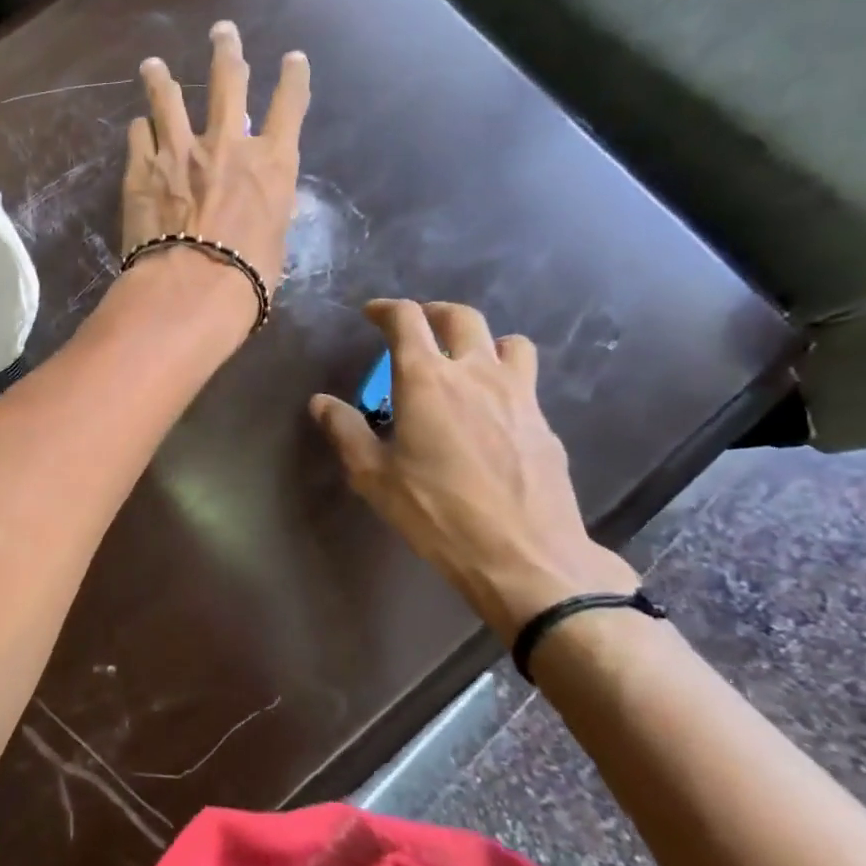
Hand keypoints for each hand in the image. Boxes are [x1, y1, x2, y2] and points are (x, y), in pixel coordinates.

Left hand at [122, 21, 310, 310]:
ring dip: (161, 78)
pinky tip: (137, 125)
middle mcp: (227, 143)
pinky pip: (139, 134)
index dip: (293, 78)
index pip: (290, 106)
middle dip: (227, 51)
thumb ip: (264, 209)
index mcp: (271, 162)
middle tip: (222, 31)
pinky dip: (141, 128)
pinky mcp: (142, 167)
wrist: (192, 287)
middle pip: (229, 81)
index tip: (293, 59)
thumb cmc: (246, 277)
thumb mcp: (274, 241)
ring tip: (153, 66)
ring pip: (169, 97)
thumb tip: (254, 205)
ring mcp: (180, 150)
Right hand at [309, 299, 638, 644]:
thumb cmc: (437, 513)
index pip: (407, 320)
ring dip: (482, 341)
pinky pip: (525, 381)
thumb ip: (345, 431)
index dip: (386, 309)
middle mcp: (475, 374)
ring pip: (507, 341)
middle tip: (417, 326)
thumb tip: (321, 402)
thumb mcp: (374, 476)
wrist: (524, 556)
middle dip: (434, 313)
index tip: (372, 314)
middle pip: (461, 317)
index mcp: (427, 380)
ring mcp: (518, 395)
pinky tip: (492, 412)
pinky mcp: (544, 422)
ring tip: (465, 362)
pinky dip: (505, 379)